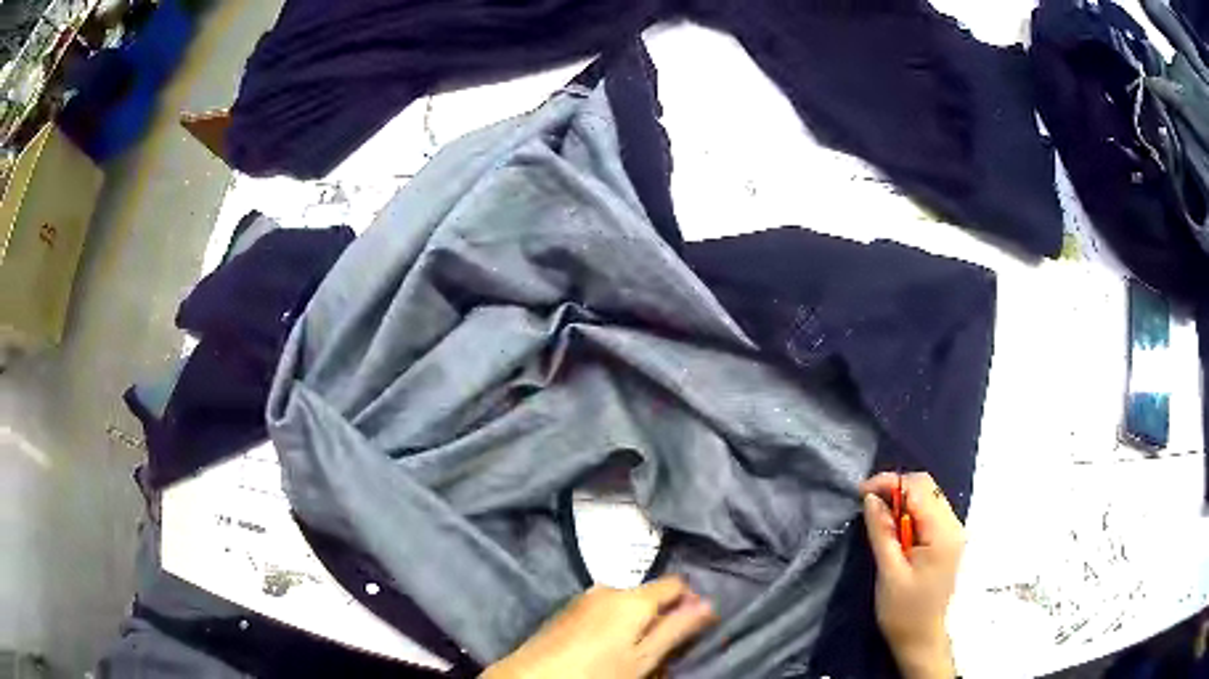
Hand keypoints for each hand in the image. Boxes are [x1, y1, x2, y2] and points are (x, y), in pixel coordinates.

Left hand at [482, 576, 716, 678]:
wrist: (531, 677)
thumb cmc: (595, 672)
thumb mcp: (643, 659)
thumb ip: (676, 629)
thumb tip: (707, 604)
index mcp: (632, 597)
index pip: (675, 583)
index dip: (690, 601)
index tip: (694, 625)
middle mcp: (608, 588)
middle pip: (649, 592)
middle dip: (662, 613)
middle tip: (664, 645)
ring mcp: (584, 597)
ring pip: (626, 601)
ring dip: (638, 619)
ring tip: (636, 649)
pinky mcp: (568, 610)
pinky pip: (604, 608)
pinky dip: (615, 621)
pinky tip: (608, 645)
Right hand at [861, 472, 963, 678]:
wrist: (921, 638)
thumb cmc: (903, 611)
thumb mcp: (889, 572)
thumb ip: (882, 532)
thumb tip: (871, 498)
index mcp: (942, 532)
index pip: (919, 488)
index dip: (889, 483)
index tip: (861, 493)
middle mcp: (953, 525)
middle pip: (926, 487)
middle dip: (896, 489)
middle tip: (868, 505)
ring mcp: (953, 532)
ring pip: (928, 497)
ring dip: (902, 500)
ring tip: (878, 517)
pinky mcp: (947, 540)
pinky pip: (929, 512)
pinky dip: (910, 512)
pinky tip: (894, 529)